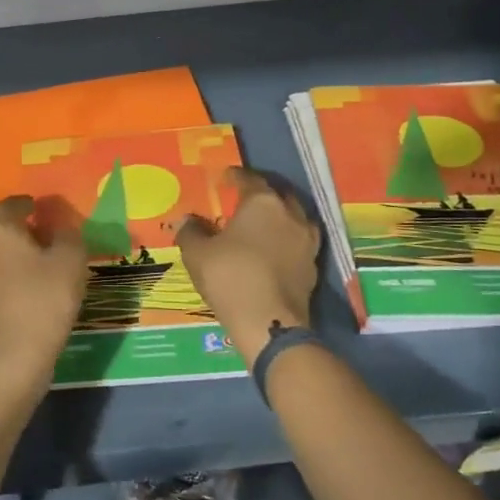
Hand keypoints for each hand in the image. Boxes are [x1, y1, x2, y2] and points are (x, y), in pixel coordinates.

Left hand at [0, 195, 88, 378]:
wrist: (11, 358)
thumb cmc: (44, 301)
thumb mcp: (71, 261)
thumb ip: (68, 236)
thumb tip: (61, 227)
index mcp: (1, 231)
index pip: (10, 206)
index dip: (26, 204)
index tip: (38, 208)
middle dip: (20, 234)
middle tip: (45, 243)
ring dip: (9, 261)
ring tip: (34, 273)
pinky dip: (4, 286)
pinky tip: (23, 297)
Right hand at [177, 168, 320, 360]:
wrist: (268, 323)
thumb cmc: (230, 277)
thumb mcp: (197, 253)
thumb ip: (190, 232)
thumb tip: (186, 221)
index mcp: (263, 202)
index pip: (249, 179)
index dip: (235, 177)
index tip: (224, 178)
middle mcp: (290, 214)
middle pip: (277, 195)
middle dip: (261, 194)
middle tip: (243, 200)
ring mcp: (307, 241)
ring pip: (293, 219)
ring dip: (278, 218)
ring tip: (262, 226)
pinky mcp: (313, 266)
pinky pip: (298, 243)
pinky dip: (286, 242)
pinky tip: (273, 252)